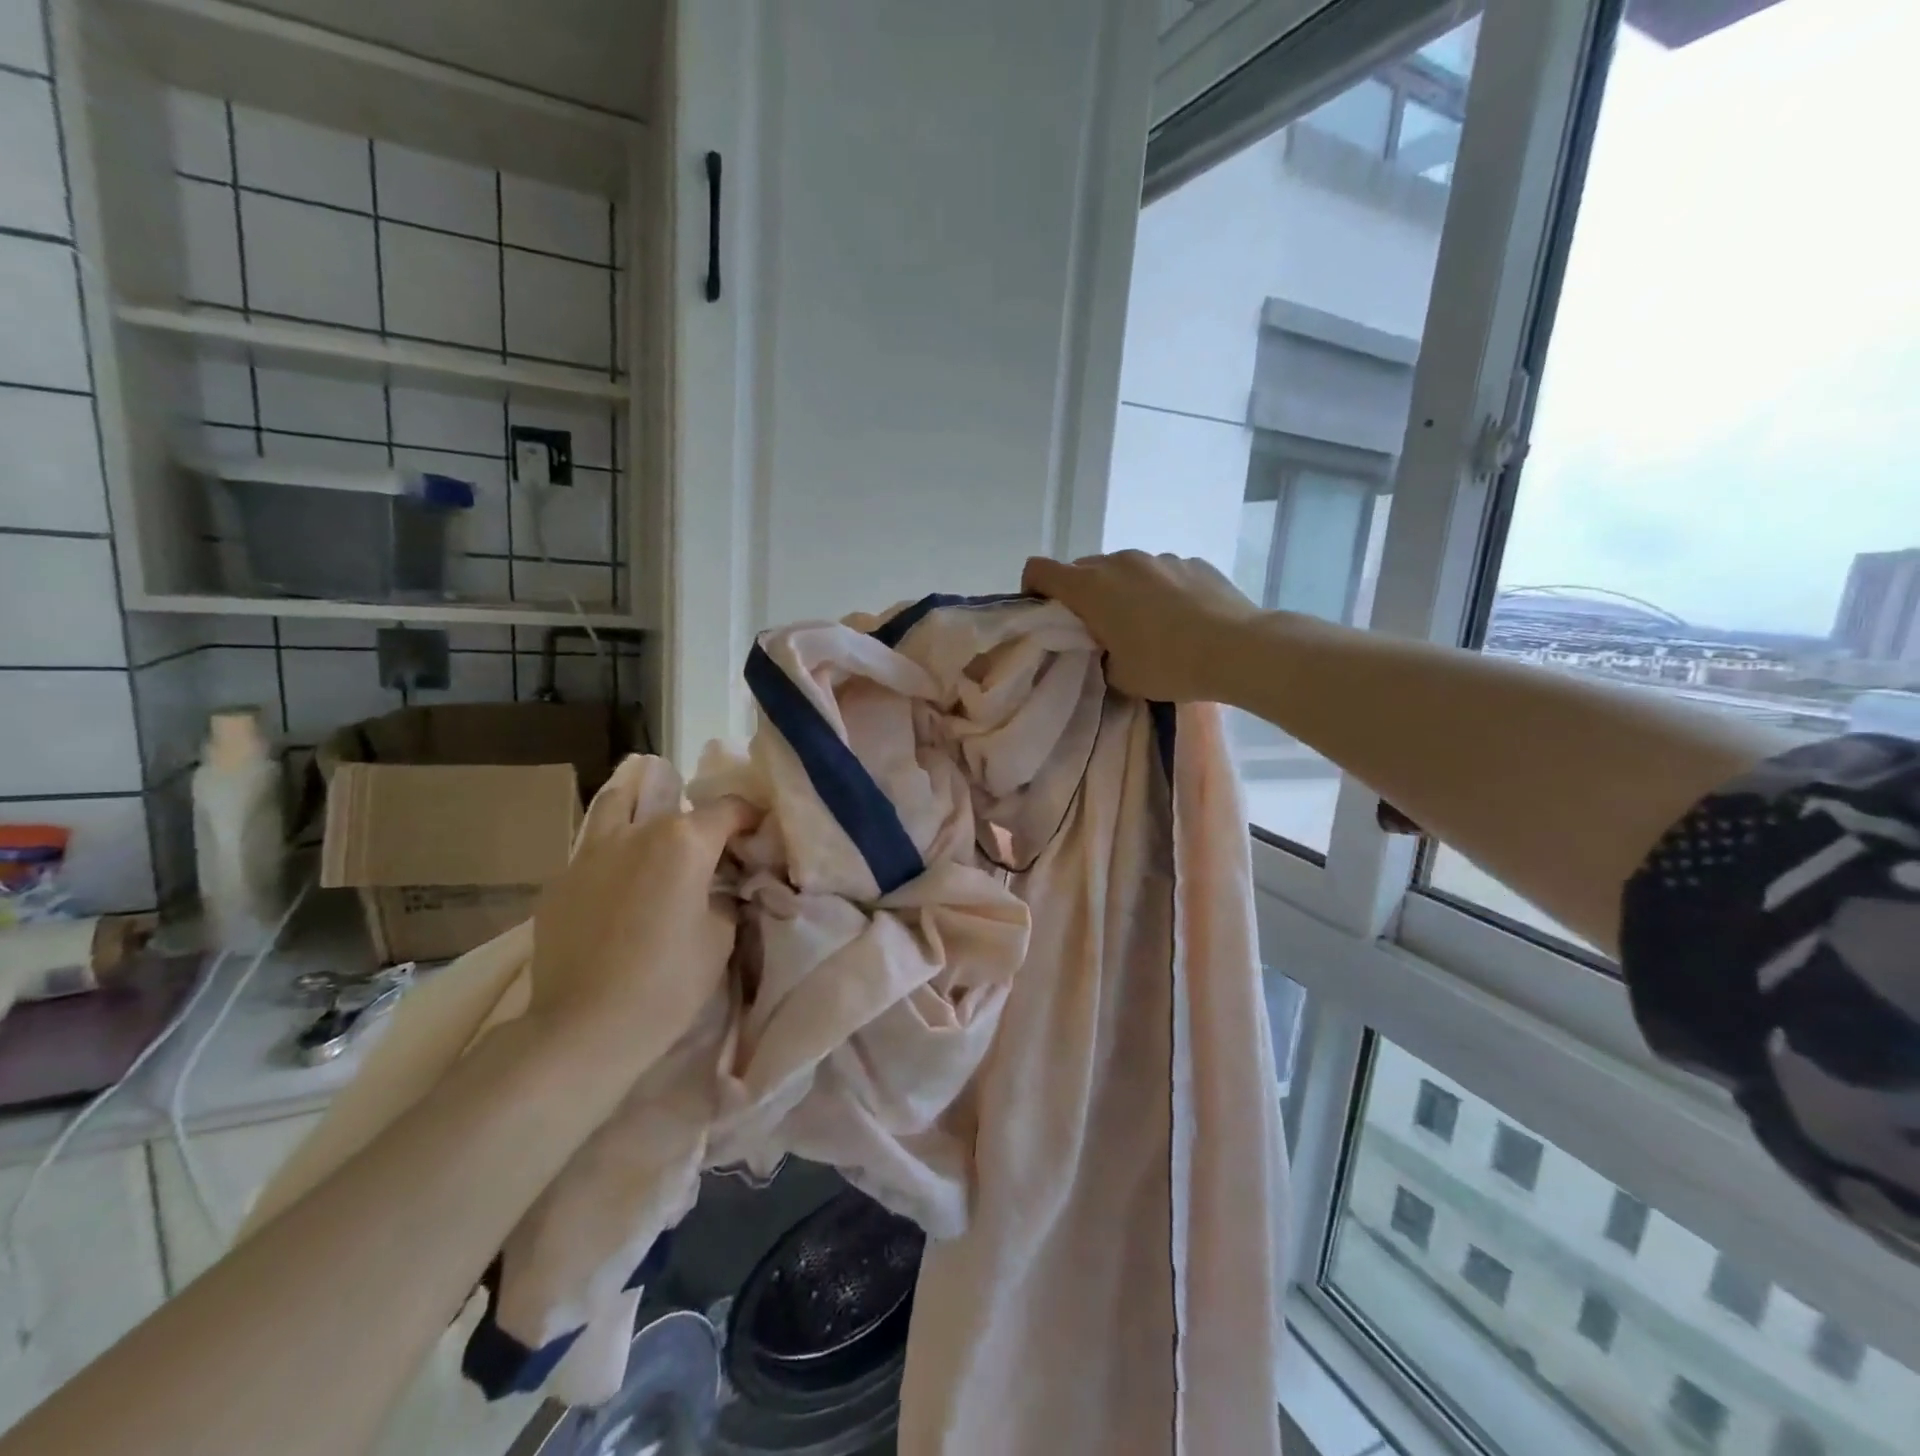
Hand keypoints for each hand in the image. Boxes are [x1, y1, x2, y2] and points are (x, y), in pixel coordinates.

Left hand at [529, 758, 754, 1059]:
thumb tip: (720, 887)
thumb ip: (724, 897)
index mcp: (684, 841)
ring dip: (641, 812)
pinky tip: (619, 890)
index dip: (751, 818)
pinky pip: (594, 852)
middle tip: (709, 849)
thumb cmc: (667, 984)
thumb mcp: (721, 938)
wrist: (583, 1030)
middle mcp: (636, 832)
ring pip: (618, 806)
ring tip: (653, 838)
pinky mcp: (559, 882)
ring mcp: (590, 853)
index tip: (758, 837)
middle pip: (673, 804)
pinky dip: (614, 856)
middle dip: (697, 819)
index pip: (729, 808)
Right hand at [1022, 551, 1260, 702]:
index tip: (1045, 613)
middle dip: (1081, 595)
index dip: (1033, 589)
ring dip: (1122, 591)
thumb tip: (1106, 646)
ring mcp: (1158, 558)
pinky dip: (1158, 590)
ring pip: (1123, 569)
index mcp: (1090, 587)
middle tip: (1097, 629)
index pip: (1039, 570)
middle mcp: (1119, 561)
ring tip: (1145, 626)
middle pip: (1082, 569)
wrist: (1237, 649)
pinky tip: (1180, 619)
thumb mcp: (1119, 675)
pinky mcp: (1191, 561)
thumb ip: (1099, 655)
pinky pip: (1160, 573)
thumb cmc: (1167, 664)